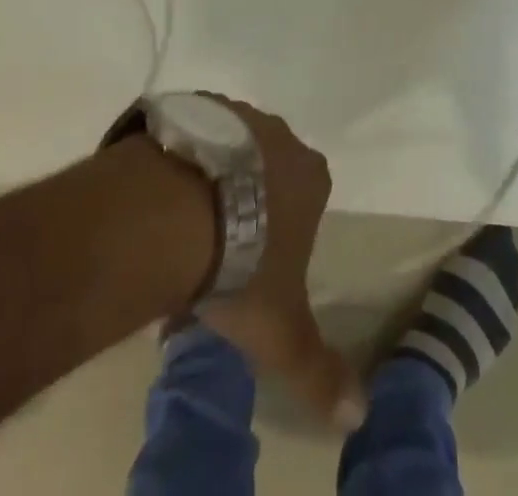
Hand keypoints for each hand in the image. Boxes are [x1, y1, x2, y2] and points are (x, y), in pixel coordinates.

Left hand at [192, 98, 365, 431]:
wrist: (173, 214)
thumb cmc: (239, 266)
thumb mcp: (280, 332)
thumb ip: (319, 370)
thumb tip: (359, 412)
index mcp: (311, 177)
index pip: (308, 198)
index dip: (285, 230)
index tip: (258, 262)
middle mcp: (279, 134)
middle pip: (268, 168)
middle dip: (249, 200)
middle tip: (217, 246)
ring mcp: (235, 114)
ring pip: (230, 148)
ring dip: (214, 177)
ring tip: (178, 226)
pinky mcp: (192, 106)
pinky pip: (192, 133)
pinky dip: (182, 158)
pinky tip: (158, 196)